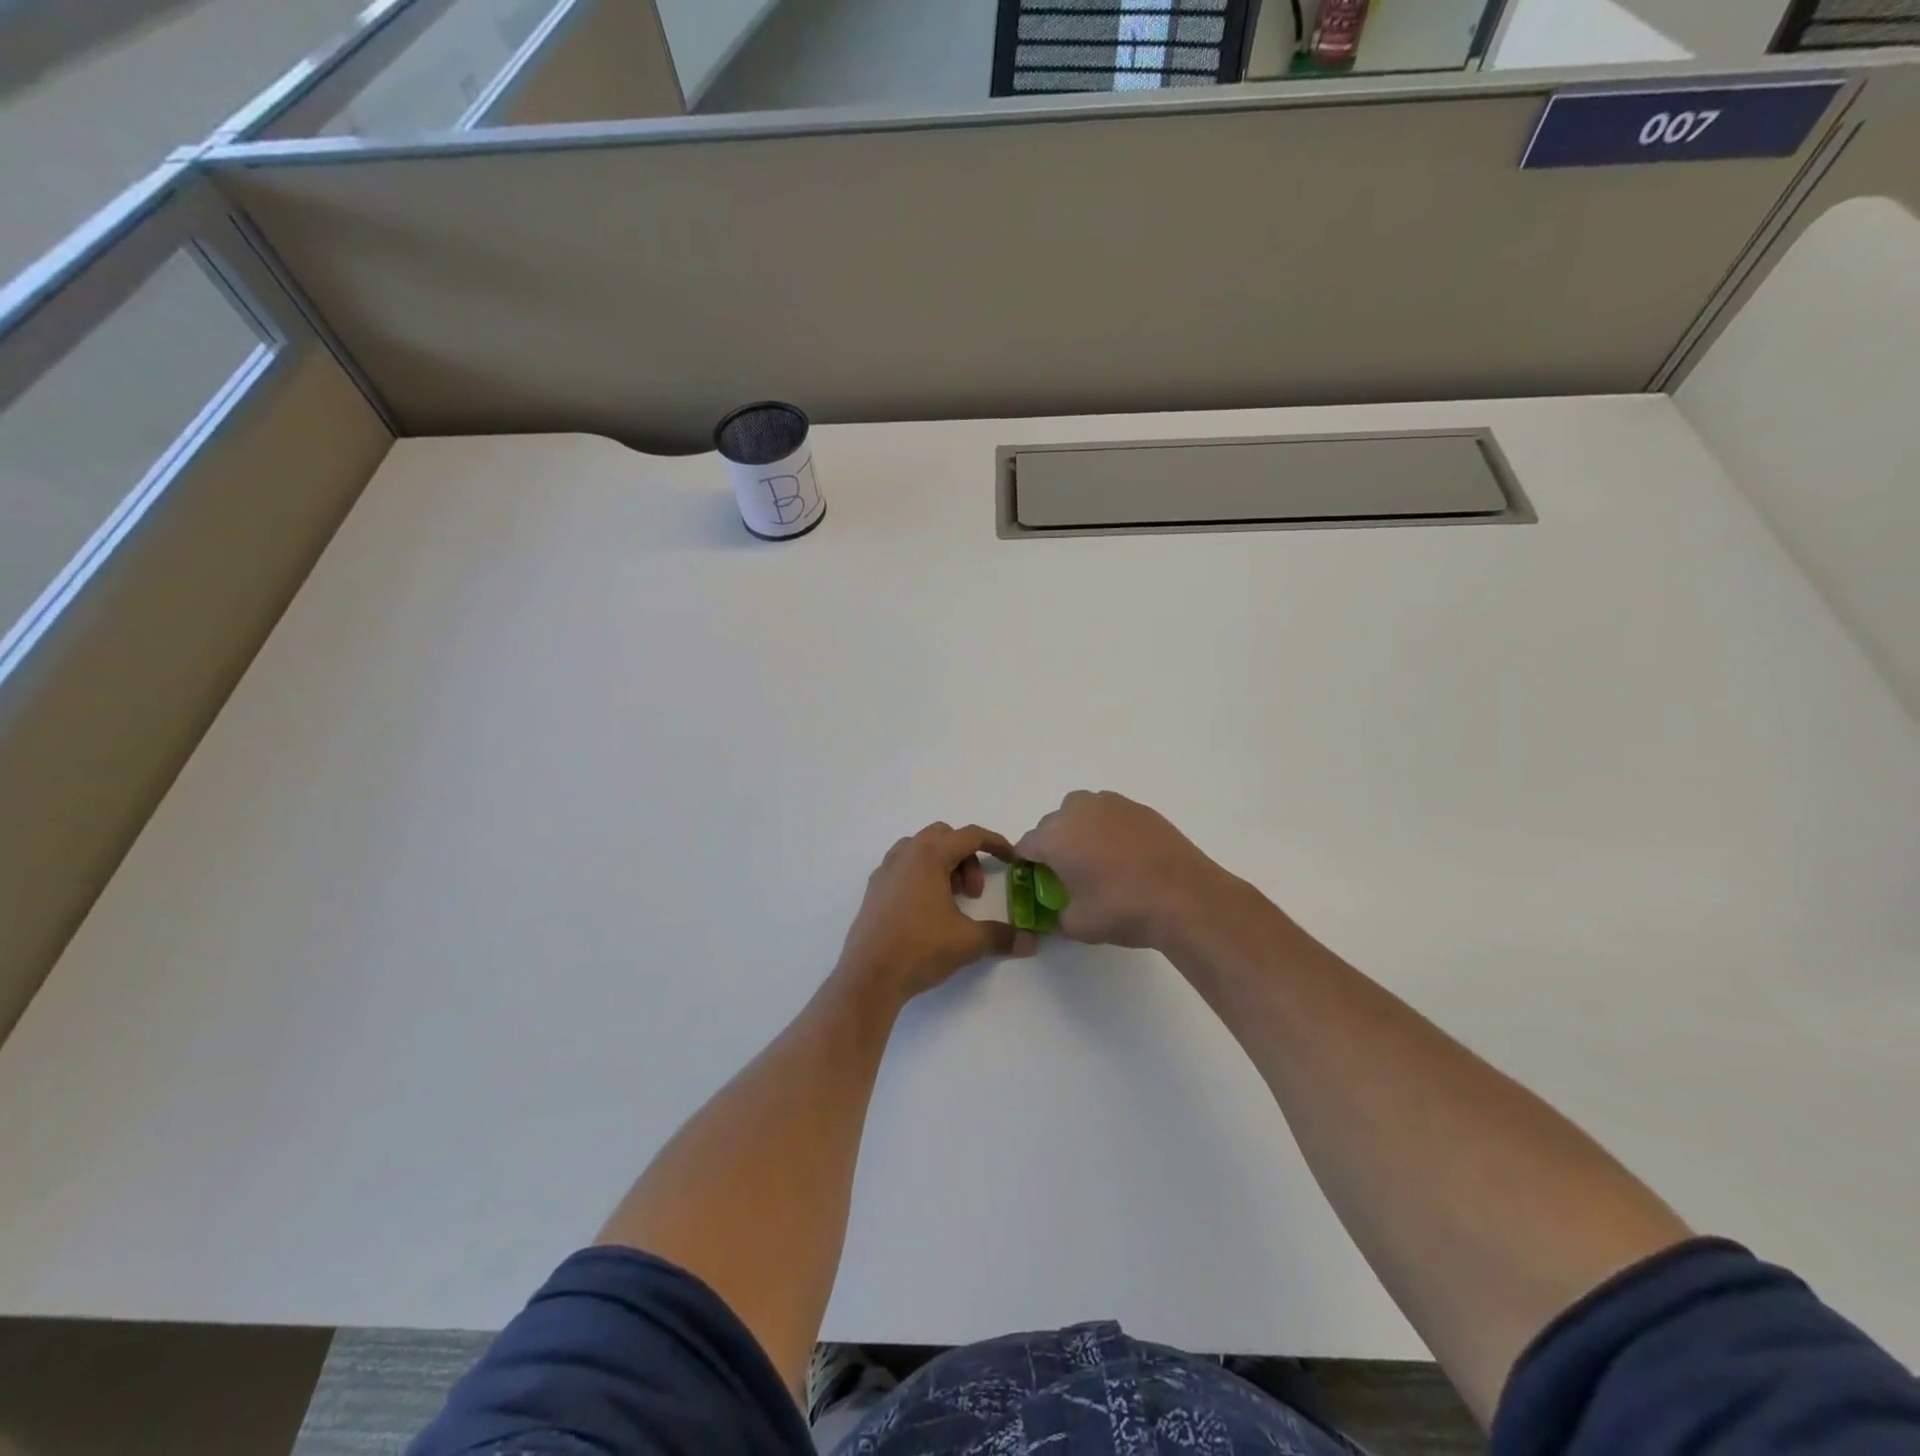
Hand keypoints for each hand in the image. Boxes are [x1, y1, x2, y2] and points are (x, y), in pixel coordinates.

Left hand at [837, 824, 1035, 1003]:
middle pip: (944, 837)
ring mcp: (885, 871)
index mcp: (929, 856)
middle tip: (973, 892)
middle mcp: (905, 855)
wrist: (869, 977)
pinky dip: (921, 874)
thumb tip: (1031, 943)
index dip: (996, 843)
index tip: (1011, 860)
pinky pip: (903, 866)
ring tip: (951, 899)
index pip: (969, 835)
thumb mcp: (968, 942)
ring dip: (943, 864)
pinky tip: (926, 908)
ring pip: (920, 849)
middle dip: (966, 857)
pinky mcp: (873, 889)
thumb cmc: (920, 949)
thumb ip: (1002, 936)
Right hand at [1016, 791, 1239, 949]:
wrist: (1185, 897)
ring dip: (1081, 830)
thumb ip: (1057, 917)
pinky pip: (1111, 814)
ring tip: (1099, 860)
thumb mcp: (1078, 925)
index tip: (1038, 882)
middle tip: (1070, 874)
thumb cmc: (1123, 909)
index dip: (1027, 864)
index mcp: (1055, 837)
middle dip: (1055, 845)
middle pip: (1053, 824)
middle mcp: (1078, 811)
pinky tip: (1126, 856)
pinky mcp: (1140, 808)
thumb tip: (1058, 914)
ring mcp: (1112, 805)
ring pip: (1083, 812)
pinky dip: (1110, 829)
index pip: (1026, 845)